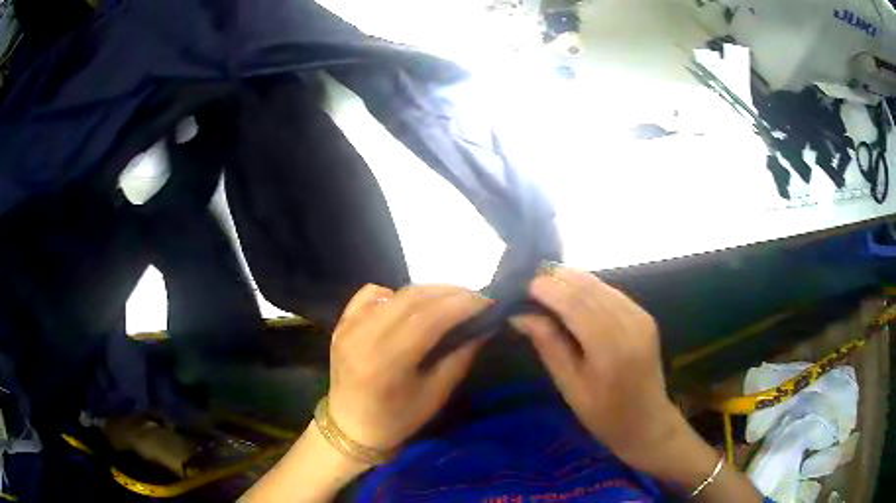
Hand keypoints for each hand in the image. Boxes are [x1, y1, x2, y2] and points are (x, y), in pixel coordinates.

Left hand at [327, 283, 489, 451]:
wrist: (351, 426)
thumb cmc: (396, 420)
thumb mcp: (435, 396)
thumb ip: (460, 358)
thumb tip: (484, 327)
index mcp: (387, 363)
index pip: (429, 318)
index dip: (460, 305)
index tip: (487, 301)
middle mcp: (364, 337)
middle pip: (411, 298)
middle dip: (448, 293)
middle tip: (473, 297)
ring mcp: (348, 327)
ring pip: (394, 293)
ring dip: (426, 291)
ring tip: (449, 299)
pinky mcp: (341, 323)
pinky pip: (370, 294)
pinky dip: (393, 294)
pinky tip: (407, 307)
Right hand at [512, 266, 685, 470]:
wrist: (647, 421)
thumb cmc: (604, 415)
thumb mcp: (570, 387)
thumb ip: (549, 346)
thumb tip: (521, 315)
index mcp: (610, 348)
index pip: (575, 304)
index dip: (548, 288)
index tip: (521, 284)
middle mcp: (630, 324)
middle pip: (589, 288)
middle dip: (557, 278)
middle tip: (529, 280)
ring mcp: (641, 316)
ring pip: (601, 285)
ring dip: (572, 279)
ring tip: (545, 283)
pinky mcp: (644, 315)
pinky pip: (612, 292)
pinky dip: (589, 288)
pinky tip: (572, 293)